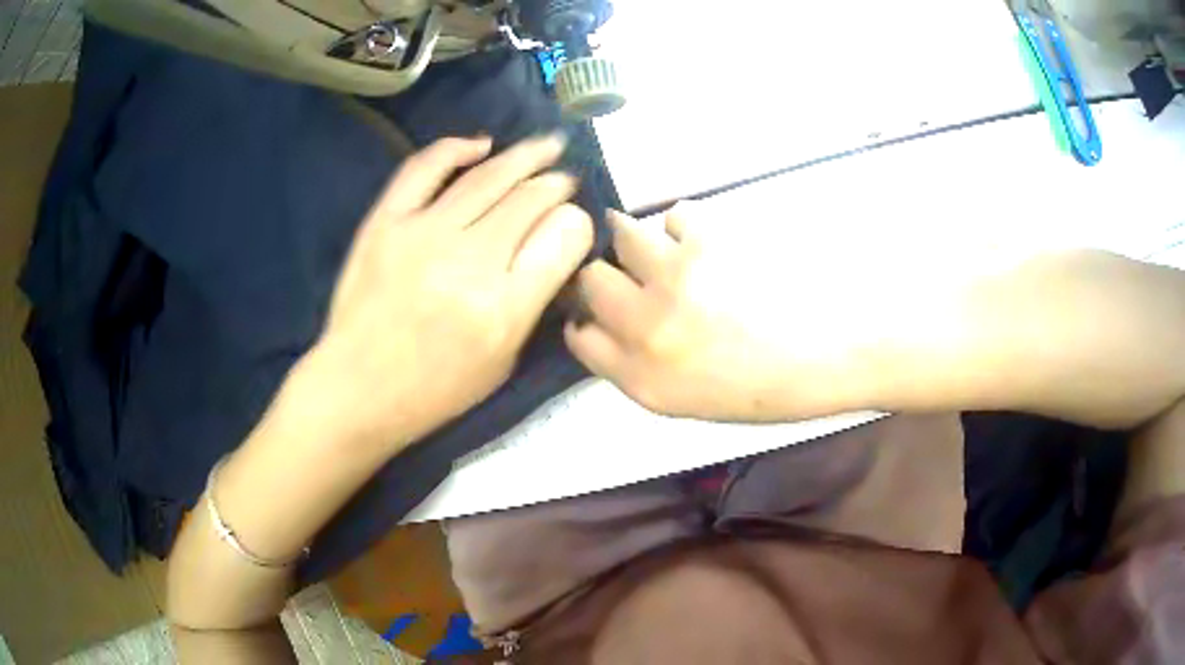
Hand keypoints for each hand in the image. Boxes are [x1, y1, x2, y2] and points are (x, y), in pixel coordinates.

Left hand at [301, 134, 593, 448]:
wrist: (358, 388)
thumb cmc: (435, 388)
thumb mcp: (503, 361)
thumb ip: (532, 301)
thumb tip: (552, 244)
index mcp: (504, 308)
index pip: (563, 236)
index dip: (576, 222)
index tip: (571, 223)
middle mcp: (469, 261)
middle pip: (531, 199)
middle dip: (557, 184)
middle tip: (564, 179)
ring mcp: (423, 234)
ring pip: (489, 175)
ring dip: (525, 155)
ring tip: (546, 146)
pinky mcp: (385, 221)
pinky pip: (425, 168)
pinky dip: (457, 148)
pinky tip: (481, 145)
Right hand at [565, 203, 870, 421]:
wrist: (836, 352)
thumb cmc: (773, 387)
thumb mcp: (694, 402)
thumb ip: (644, 369)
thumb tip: (619, 328)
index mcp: (645, 380)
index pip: (582, 338)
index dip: (588, 320)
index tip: (602, 313)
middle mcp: (647, 329)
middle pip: (590, 280)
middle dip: (606, 277)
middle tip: (634, 277)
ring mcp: (674, 280)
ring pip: (622, 235)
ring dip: (638, 241)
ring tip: (670, 249)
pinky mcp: (707, 240)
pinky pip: (674, 215)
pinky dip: (684, 226)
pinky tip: (710, 243)